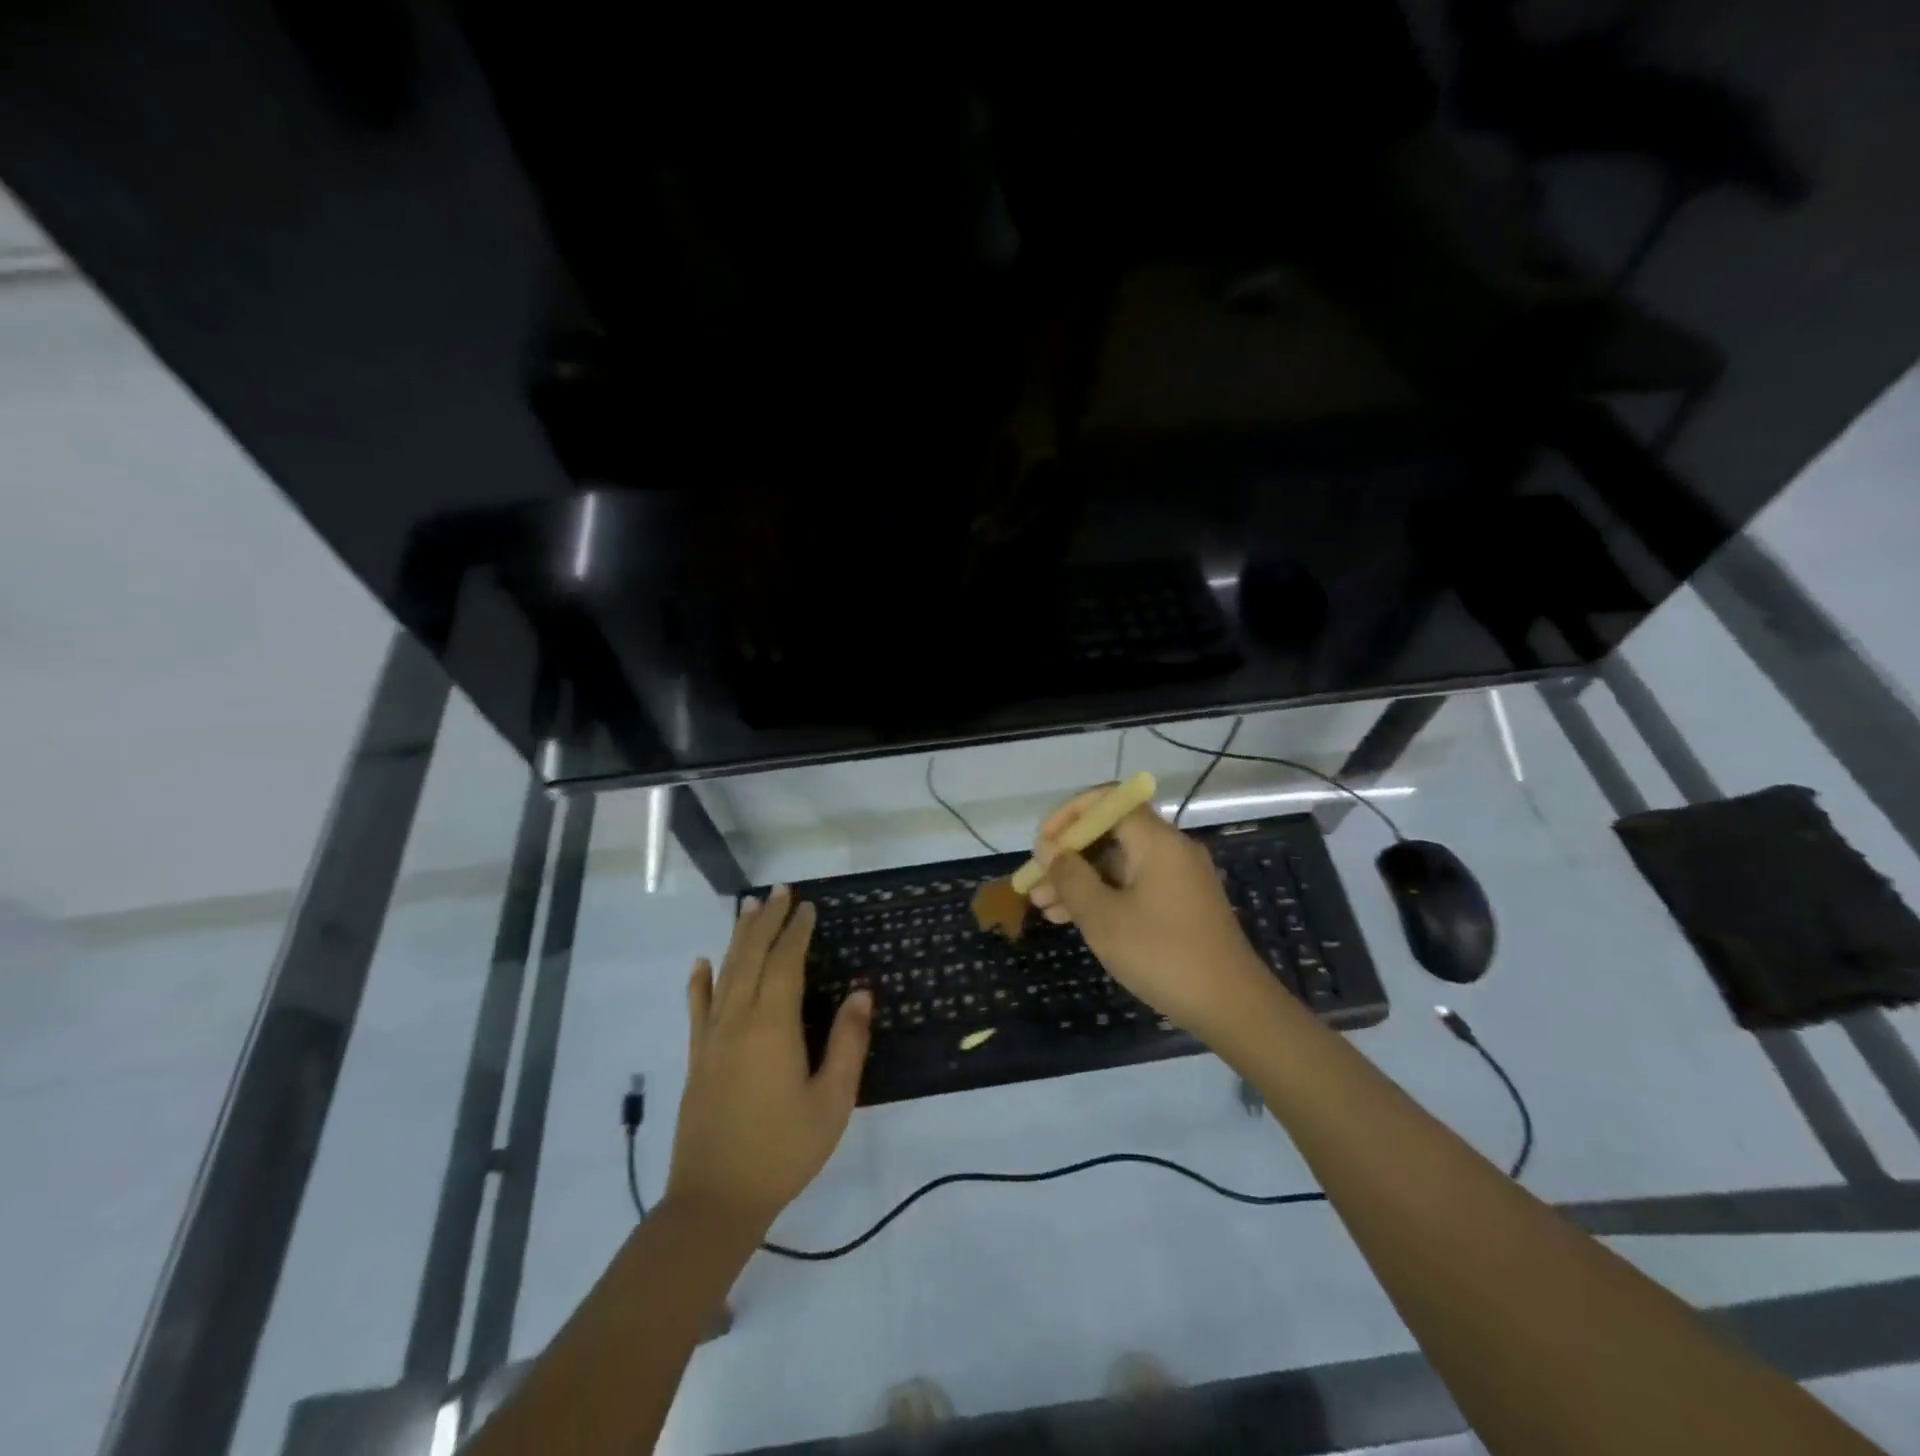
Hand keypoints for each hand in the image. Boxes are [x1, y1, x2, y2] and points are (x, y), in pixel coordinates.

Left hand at [665, 886, 871, 1237]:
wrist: (715, 1201)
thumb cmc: (783, 1150)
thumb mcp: (832, 1101)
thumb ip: (847, 1043)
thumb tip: (861, 993)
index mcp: (772, 1026)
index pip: (785, 963)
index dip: (797, 931)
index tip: (808, 906)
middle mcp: (737, 1020)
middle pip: (752, 957)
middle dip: (767, 921)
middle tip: (780, 890)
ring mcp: (711, 1038)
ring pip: (725, 974)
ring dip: (739, 938)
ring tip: (748, 907)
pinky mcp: (696, 1058)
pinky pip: (697, 1008)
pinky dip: (700, 981)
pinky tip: (701, 963)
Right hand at [1029, 789, 1272, 1042]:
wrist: (1232, 1007)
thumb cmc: (1162, 955)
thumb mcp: (1104, 917)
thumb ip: (1071, 877)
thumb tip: (1050, 850)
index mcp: (1157, 841)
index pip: (1107, 802)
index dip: (1068, 816)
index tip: (1042, 845)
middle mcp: (1170, 849)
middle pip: (1110, 833)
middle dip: (1068, 854)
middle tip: (1034, 881)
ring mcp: (1177, 878)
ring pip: (1117, 864)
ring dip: (1079, 880)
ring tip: (1042, 906)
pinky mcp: (1179, 905)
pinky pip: (1132, 886)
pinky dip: (1102, 896)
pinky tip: (1071, 919)